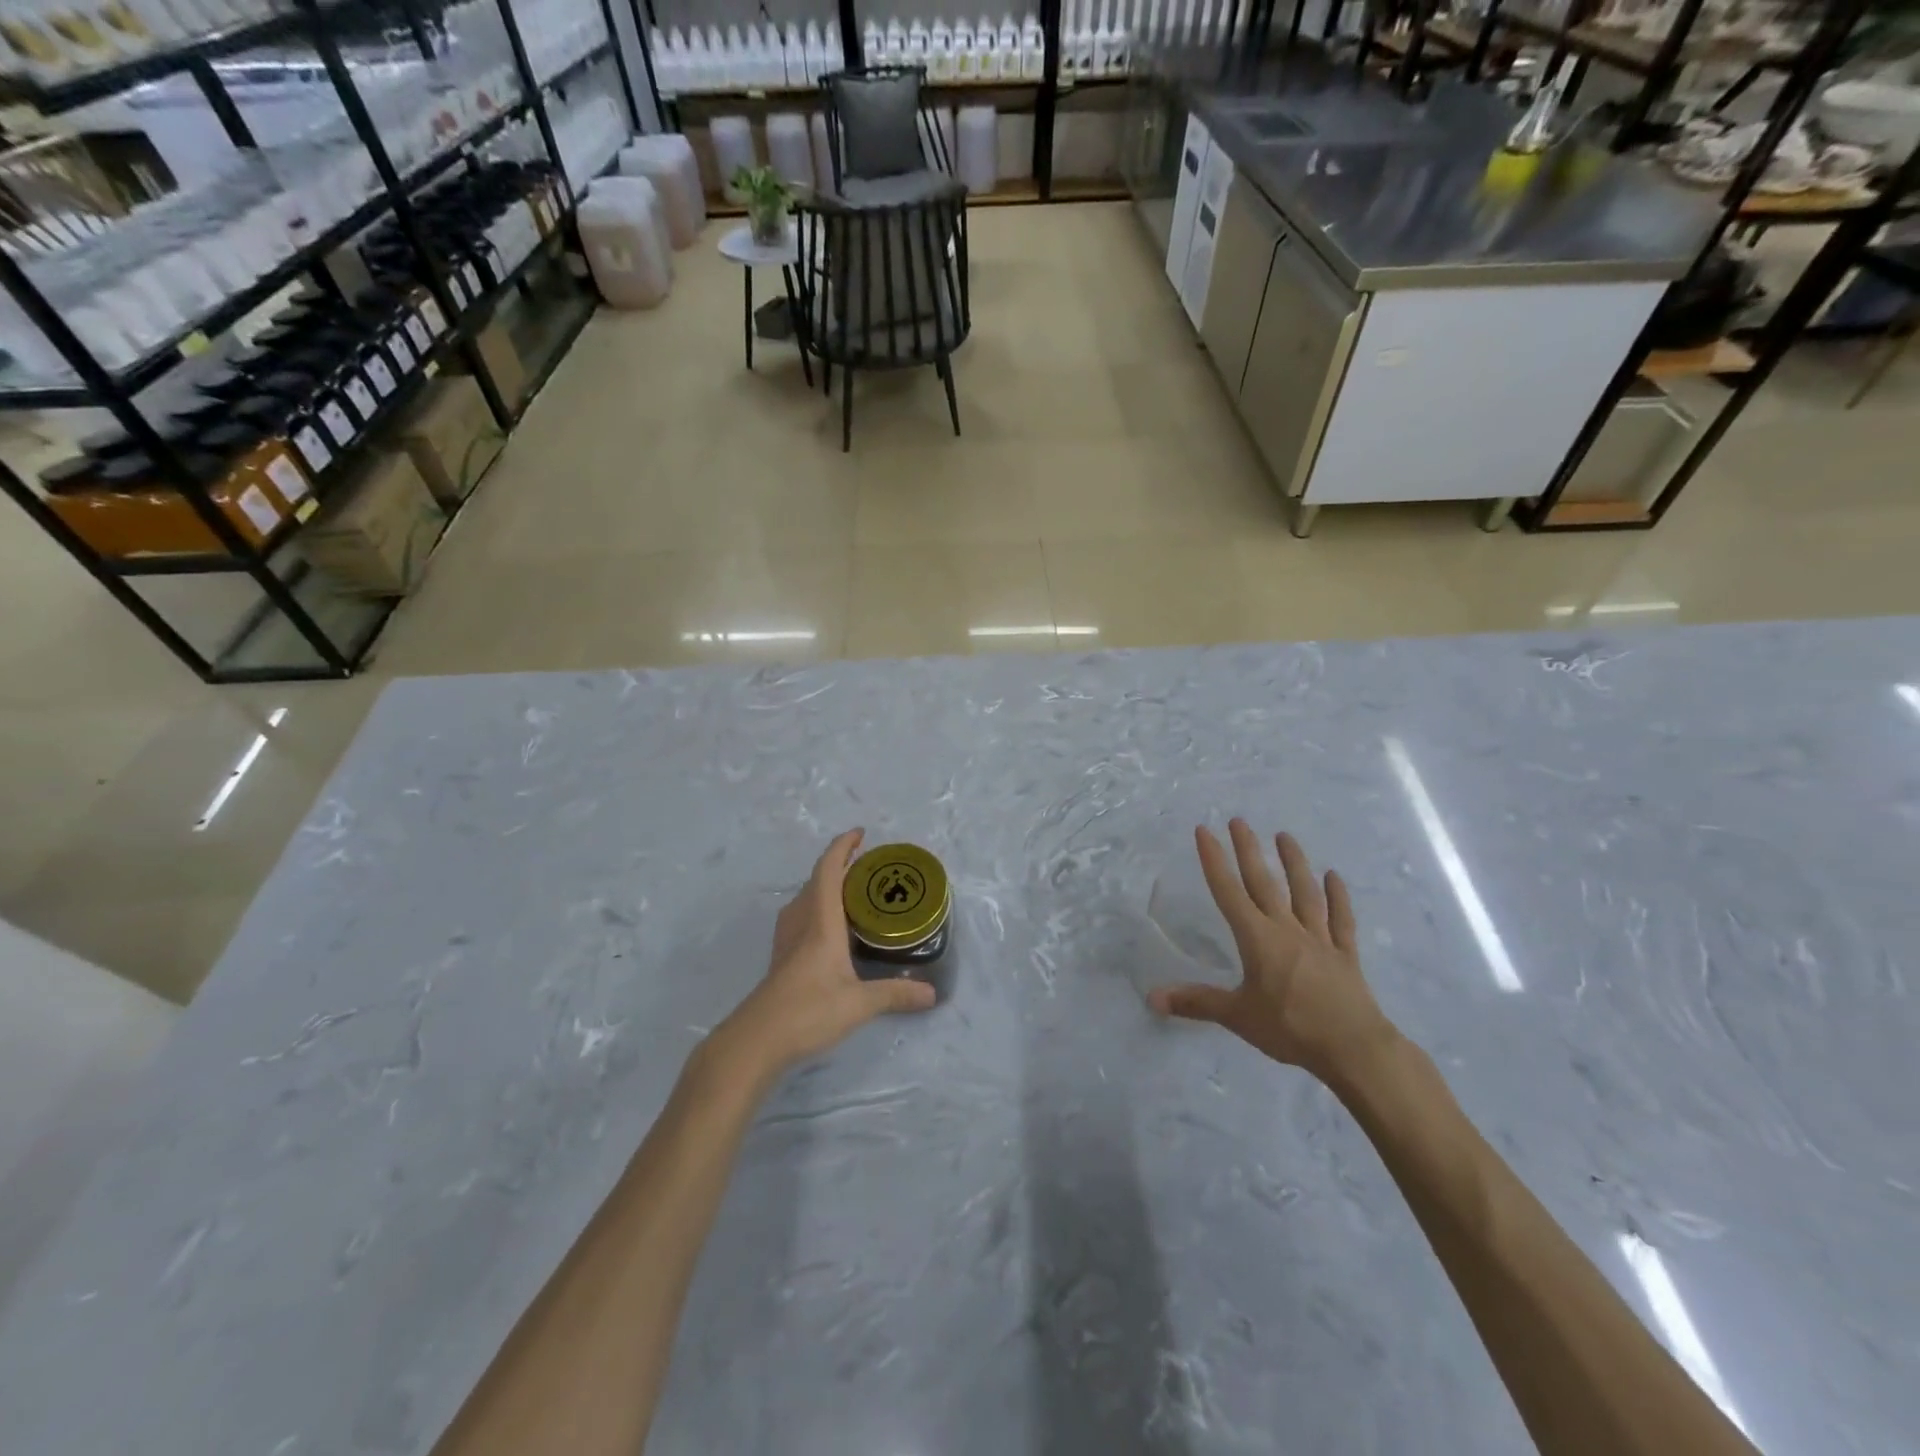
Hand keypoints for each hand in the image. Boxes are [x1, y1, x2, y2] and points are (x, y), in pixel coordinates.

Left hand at [714, 829, 936, 1080]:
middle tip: (866, 866)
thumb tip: (932, 994)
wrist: (756, 1041)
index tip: (860, 834)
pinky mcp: (781, 959)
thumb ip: (895, 995)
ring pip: (805, 899)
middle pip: (816, 881)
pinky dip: (818, 908)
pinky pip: (801, 918)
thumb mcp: (858, 1004)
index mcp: (821, 922)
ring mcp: (787, 941)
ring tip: (851, 892)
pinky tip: (831, 929)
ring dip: (825, 886)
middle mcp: (801, 923)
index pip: (828, 871)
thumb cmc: (807, 1012)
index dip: (842, 847)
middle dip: (839, 865)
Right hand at [1148, 820, 1394, 1083]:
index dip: (1214, 860)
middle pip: (1264, 883)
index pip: (1229, 892)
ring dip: (1294, 863)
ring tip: (1285, 835)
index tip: (1204, 831)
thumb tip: (1152, 997)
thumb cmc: (1290, 1028)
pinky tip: (1334, 877)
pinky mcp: (1345, 955)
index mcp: (1257, 939)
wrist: (1354, 1048)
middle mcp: (1287, 929)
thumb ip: (1196, 1003)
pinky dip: (1338, 897)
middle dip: (1249, 850)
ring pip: (1304, 893)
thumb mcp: (1237, 1016)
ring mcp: (1319, 939)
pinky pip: (1340, 920)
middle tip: (1239, 821)